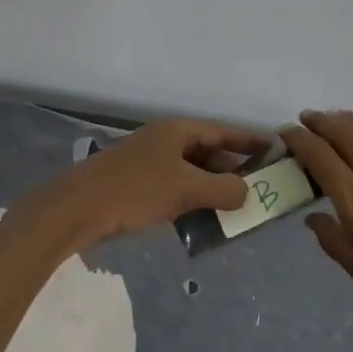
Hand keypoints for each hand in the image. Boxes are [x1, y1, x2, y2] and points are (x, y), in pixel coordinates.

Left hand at [27, 118, 270, 251]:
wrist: (76, 210)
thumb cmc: (135, 191)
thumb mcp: (186, 189)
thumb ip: (223, 189)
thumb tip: (246, 192)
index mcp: (177, 131)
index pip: (223, 131)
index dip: (250, 140)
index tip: (276, 149)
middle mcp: (165, 141)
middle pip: (208, 152)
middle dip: (234, 170)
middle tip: (261, 187)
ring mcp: (149, 163)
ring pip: (192, 173)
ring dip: (214, 189)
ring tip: (239, 208)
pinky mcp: (137, 187)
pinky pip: (176, 189)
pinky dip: (193, 201)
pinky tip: (204, 220)